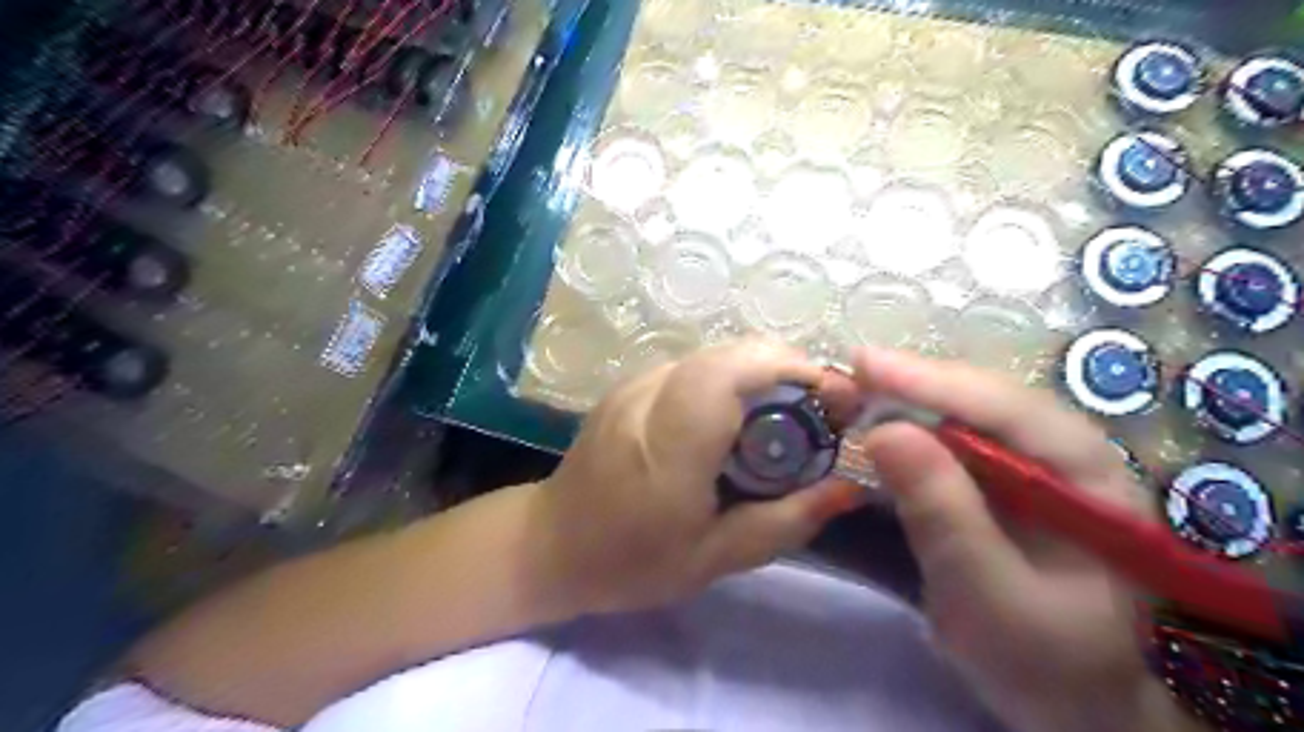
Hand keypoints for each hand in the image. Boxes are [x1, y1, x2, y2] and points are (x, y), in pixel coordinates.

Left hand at [540, 342, 863, 614]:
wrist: (552, 543)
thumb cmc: (631, 562)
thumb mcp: (715, 559)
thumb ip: (786, 521)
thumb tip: (849, 488)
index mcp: (668, 448)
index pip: (730, 375)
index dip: (791, 370)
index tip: (836, 397)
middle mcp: (648, 400)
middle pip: (729, 352)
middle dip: (789, 366)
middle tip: (823, 408)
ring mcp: (633, 384)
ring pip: (714, 352)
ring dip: (763, 370)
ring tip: (792, 411)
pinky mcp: (628, 383)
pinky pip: (694, 364)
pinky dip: (733, 375)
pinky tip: (743, 412)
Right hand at [852, 345, 1205, 730]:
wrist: (1070, 703)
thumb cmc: (1043, 660)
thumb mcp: (988, 595)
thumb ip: (943, 513)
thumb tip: (883, 431)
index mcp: (1091, 479)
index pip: (1009, 410)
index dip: (935, 382)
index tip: (866, 364)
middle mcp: (1067, 456)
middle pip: (987, 400)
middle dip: (917, 383)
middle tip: (851, 371)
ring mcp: (1034, 467)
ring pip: (968, 415)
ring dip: (911, 399)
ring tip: (856, 389)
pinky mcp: (1003, 482)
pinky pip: (954, 441)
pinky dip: (911, 430)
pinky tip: (879, 423)